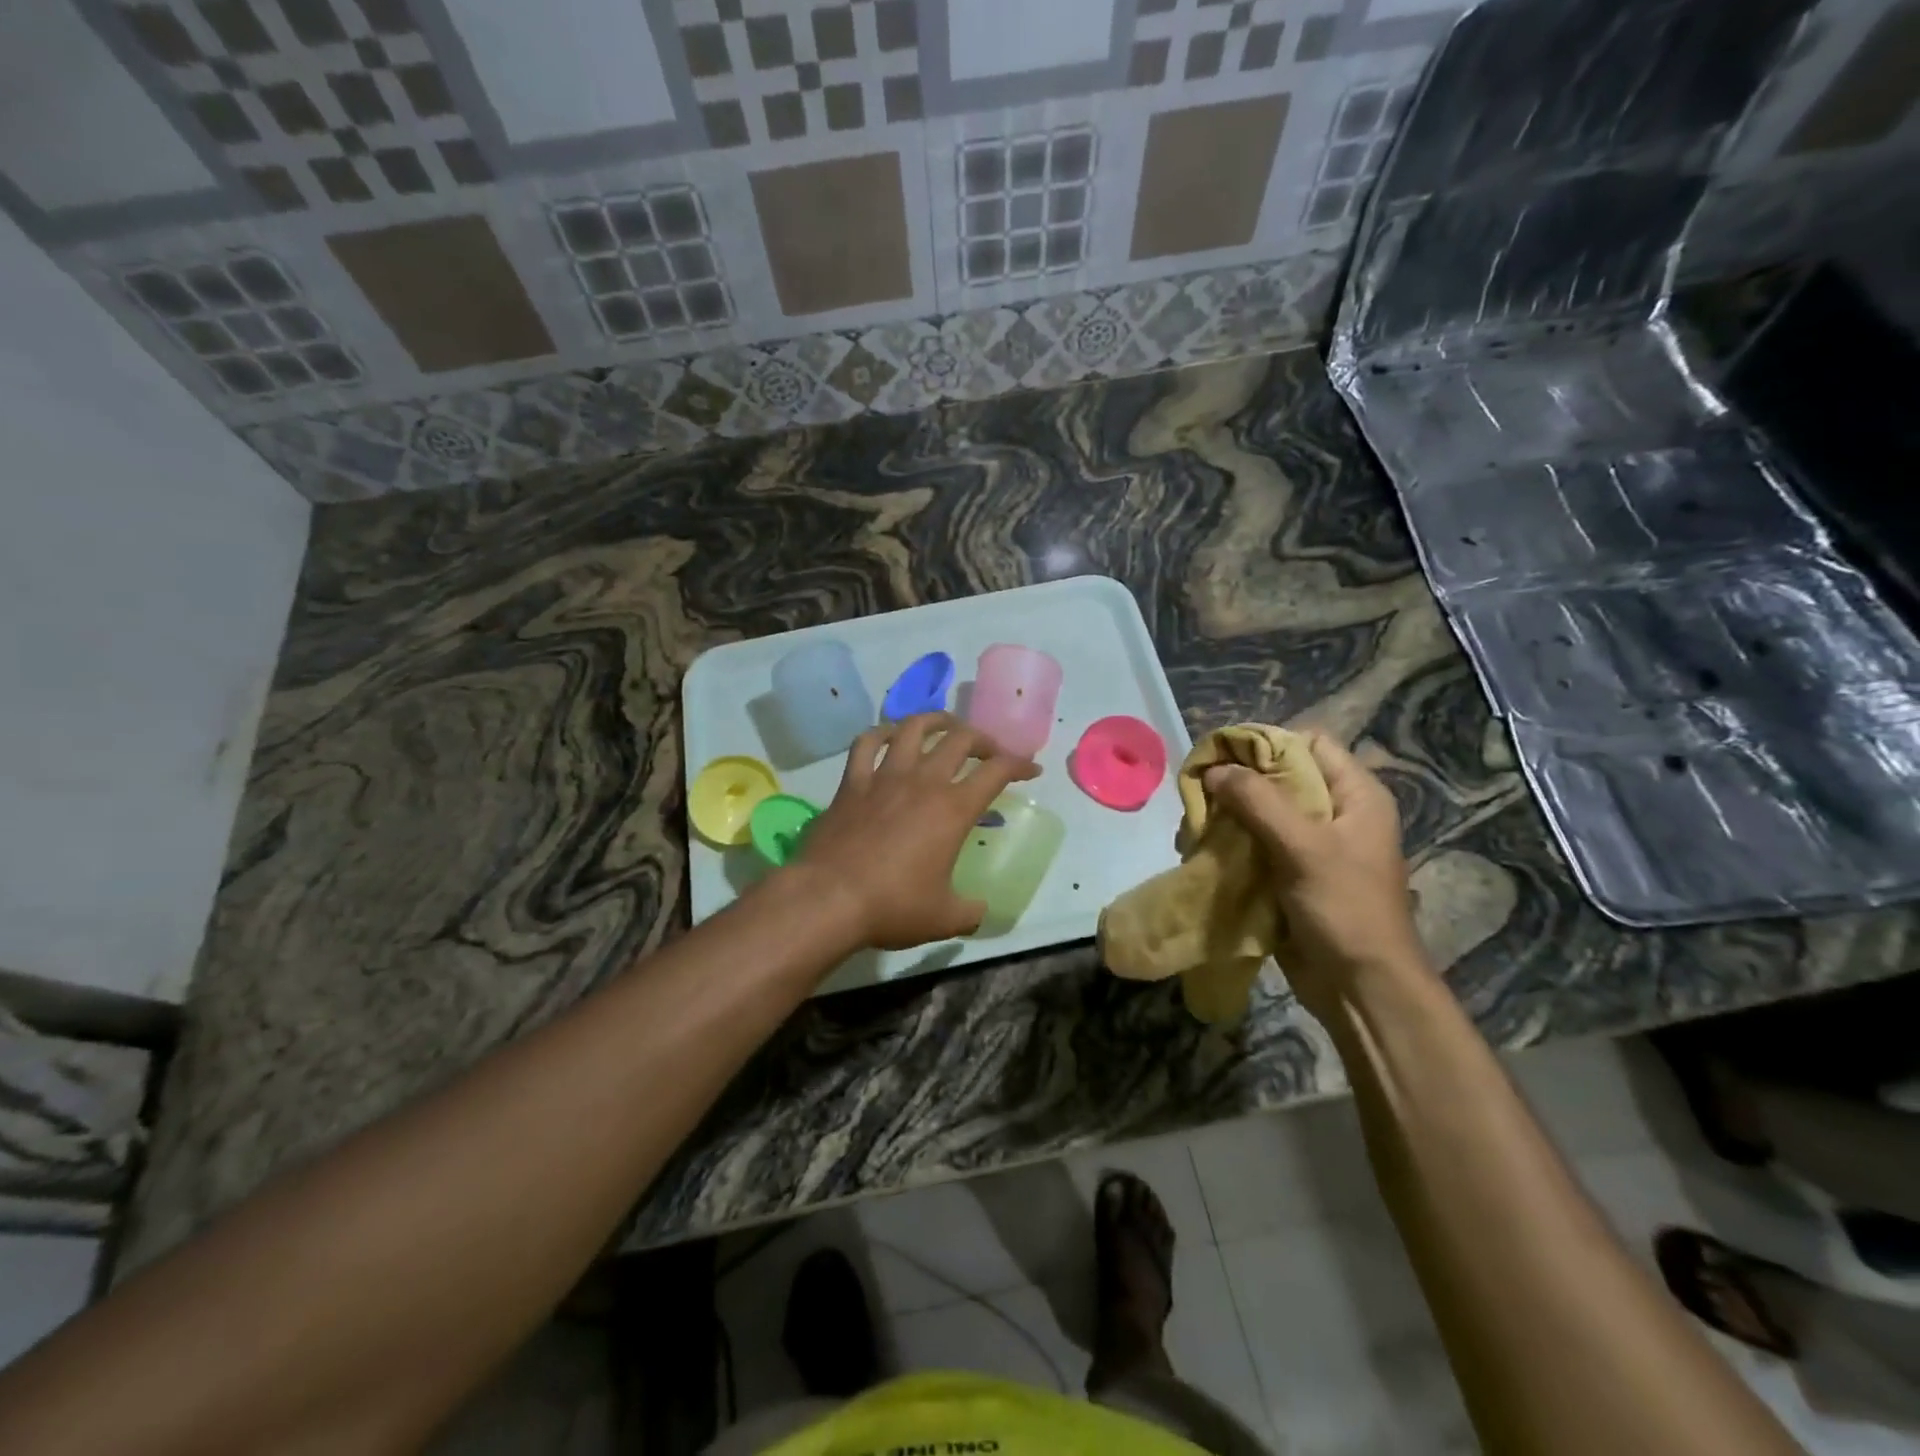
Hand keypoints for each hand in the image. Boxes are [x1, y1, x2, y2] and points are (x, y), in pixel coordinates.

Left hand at [791, 713, 1040, 949]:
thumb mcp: (944, 918)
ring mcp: (885, 776)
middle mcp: (923, 781)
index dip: (1020, 764)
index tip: (1031, 769)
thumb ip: (970, 911)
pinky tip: (888, 736)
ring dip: (935, 721)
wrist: (829, 898)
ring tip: (945, 726)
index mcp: (953, 809)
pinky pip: (867, 743)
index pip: (997, 772)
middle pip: (960, 739)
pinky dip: (881, 733)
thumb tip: (980, 909)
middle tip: (989, 751)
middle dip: (983, 739)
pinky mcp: (852, 782)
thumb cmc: (893, 906)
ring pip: (914, 728)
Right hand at [1204, 733, 1427, 1015]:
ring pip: (1263, 812)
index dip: (1267, 744)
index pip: (1309, 743)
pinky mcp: (1292, 875)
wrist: (1360, 988)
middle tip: (1201, 791)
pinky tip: (1204, 848)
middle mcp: (1336, 813)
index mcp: (1356, 796)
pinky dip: (1231, 843)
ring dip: (1229, 815)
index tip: (1224, 757)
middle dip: (1239, 782)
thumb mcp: (1304, 847)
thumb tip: (1213, 770)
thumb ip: (1258, 801)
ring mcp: (1313, 846)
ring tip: (1197, 823)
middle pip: (1281, 777)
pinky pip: (1256, 845)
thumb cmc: (1344, 909)